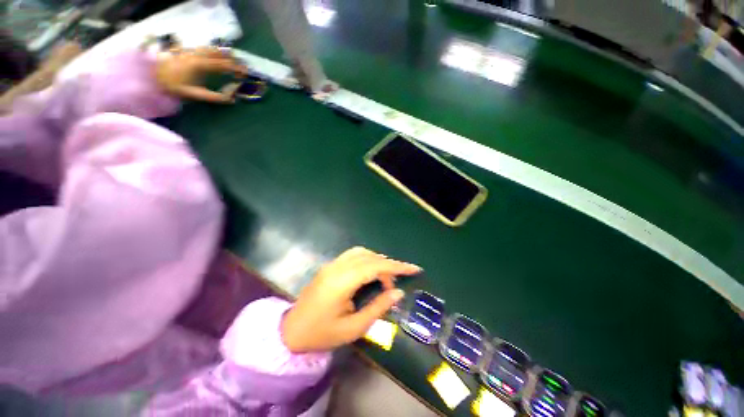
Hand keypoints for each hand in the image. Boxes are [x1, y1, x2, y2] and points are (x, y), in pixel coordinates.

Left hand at [154, 47, 248, 102]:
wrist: (153, 75)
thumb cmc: (173, 86)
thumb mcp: (194, 94)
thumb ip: (214, 97)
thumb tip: (232, 99)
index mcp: (200, 65)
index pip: (223, 65)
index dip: (236, 69)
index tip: (246, 73)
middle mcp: (198, 55)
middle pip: (220, 54)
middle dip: (233, 61)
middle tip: (242, 69)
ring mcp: (192, 51)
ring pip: (213, 49)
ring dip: (225, 55)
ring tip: (233, 62)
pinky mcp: (188, 51)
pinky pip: (206, 49)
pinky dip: (215, 52)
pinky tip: (218, 57)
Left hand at [281, 247, 421, 352]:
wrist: (291, 332)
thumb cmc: (322, 334)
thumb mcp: (353, 327)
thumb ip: (377, 307)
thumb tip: (398, 293)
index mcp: (342, 282)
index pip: (375, 266)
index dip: (396, 266)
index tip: (414, 269)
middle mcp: (337, 267)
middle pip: (369, 257)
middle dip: (388, 265)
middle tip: (396, 283)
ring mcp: (331, 264)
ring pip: (361, 252)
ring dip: (377, 260)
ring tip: (385, 277)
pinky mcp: (329, 266)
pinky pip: (353, 255)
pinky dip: (366, 259)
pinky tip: (370, 272)